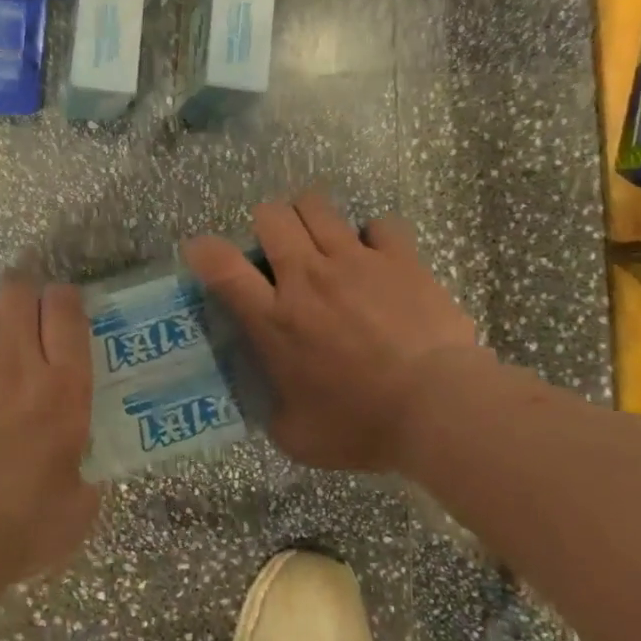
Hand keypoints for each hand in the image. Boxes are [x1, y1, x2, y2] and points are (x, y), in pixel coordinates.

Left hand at [0, 273, 99, 580]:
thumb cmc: (22, 528)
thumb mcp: (77, 510)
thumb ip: (83, 482)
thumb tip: (80, 480)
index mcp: (62, 388)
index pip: (67, 312)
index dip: (64, 299)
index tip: (61, 308)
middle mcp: (13, 363)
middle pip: (16, 292)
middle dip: (19, 296)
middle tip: (18, 320)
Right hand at [182, 192, 481, 472]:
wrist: (438, 409)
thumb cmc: (363, 425)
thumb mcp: (298, 435)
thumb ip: (273, 411)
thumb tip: (269, 404)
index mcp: (274, 318)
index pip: (221, 266)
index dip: (204, 250)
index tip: (202, 252)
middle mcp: (306, 277)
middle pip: (270, 217)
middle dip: (266, 226)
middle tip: (279, 252)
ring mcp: (354, 261)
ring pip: (316, 205)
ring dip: (310, 218)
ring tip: (321, 242)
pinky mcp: (399, 258)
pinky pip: (378, 224)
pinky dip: (372, 236)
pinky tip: (377, 258)